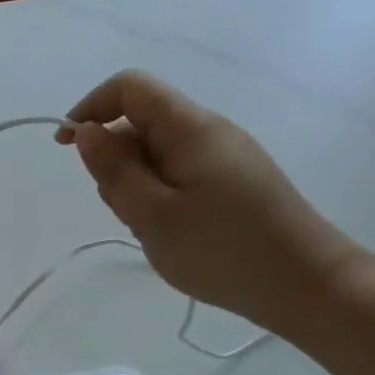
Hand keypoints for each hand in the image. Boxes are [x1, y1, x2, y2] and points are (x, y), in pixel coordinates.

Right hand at [56, 70, 363, 337]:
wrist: (307, 286)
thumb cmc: (223, 250)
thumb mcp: (152, 215)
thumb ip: (114, 170)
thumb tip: (87, 131)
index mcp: (189, 127)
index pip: (129, 87)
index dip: (91, 107)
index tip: (67, 147)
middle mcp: (209, 131)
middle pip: (141, 124)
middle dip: (116, 162)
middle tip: (128, 212)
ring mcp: (225, 158)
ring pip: (158, 156)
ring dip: (139, 187)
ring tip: (156, 232)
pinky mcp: (234, 183)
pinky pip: (180, 177)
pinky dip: (162, 199)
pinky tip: (175, 235)